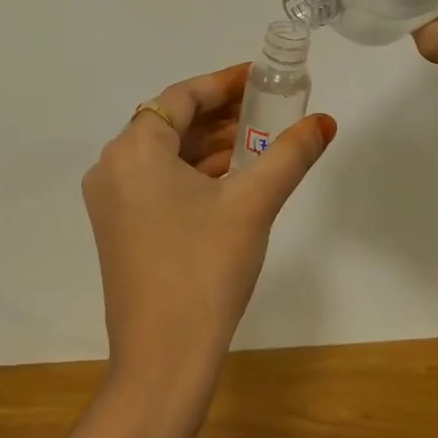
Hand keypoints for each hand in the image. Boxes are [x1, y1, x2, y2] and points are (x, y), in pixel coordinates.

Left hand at [82, 63, 335, 411]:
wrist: (162, 360)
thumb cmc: (204, 269)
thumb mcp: (253, 204)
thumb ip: (290, 154)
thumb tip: (325, 122)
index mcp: (132, 150)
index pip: (181, 97)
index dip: (224, 83)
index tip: (261, 77)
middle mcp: (112, 168)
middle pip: (171, 123)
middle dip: (220, 113)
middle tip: (267, 107)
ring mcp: (111, 201)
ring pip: (165, 155)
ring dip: (209, 144)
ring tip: (258, 139)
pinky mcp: (119, 229)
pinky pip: (158, 182)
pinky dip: (193, 173)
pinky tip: (232, 178)